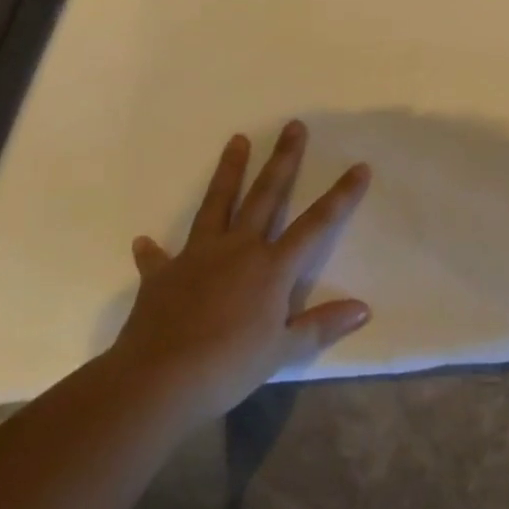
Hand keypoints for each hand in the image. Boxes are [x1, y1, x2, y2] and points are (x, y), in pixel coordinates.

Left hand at [108, 120, 371, 420]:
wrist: (157, 382)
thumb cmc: (228, 366)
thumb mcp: (282, 350)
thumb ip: (321, 325)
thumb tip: (364, 310)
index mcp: (271, 267)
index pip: (316, 224)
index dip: (341, 195)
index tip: (360, 167)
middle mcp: (238, 249)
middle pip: (266, 195)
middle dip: (283, 159)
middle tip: (292, 126)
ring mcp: (198, 256)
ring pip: (217, 203)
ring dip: (229, 171)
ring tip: (236, 139)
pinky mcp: (162, 275)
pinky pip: (158, 258)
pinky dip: (153, 250)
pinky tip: (144, 240)